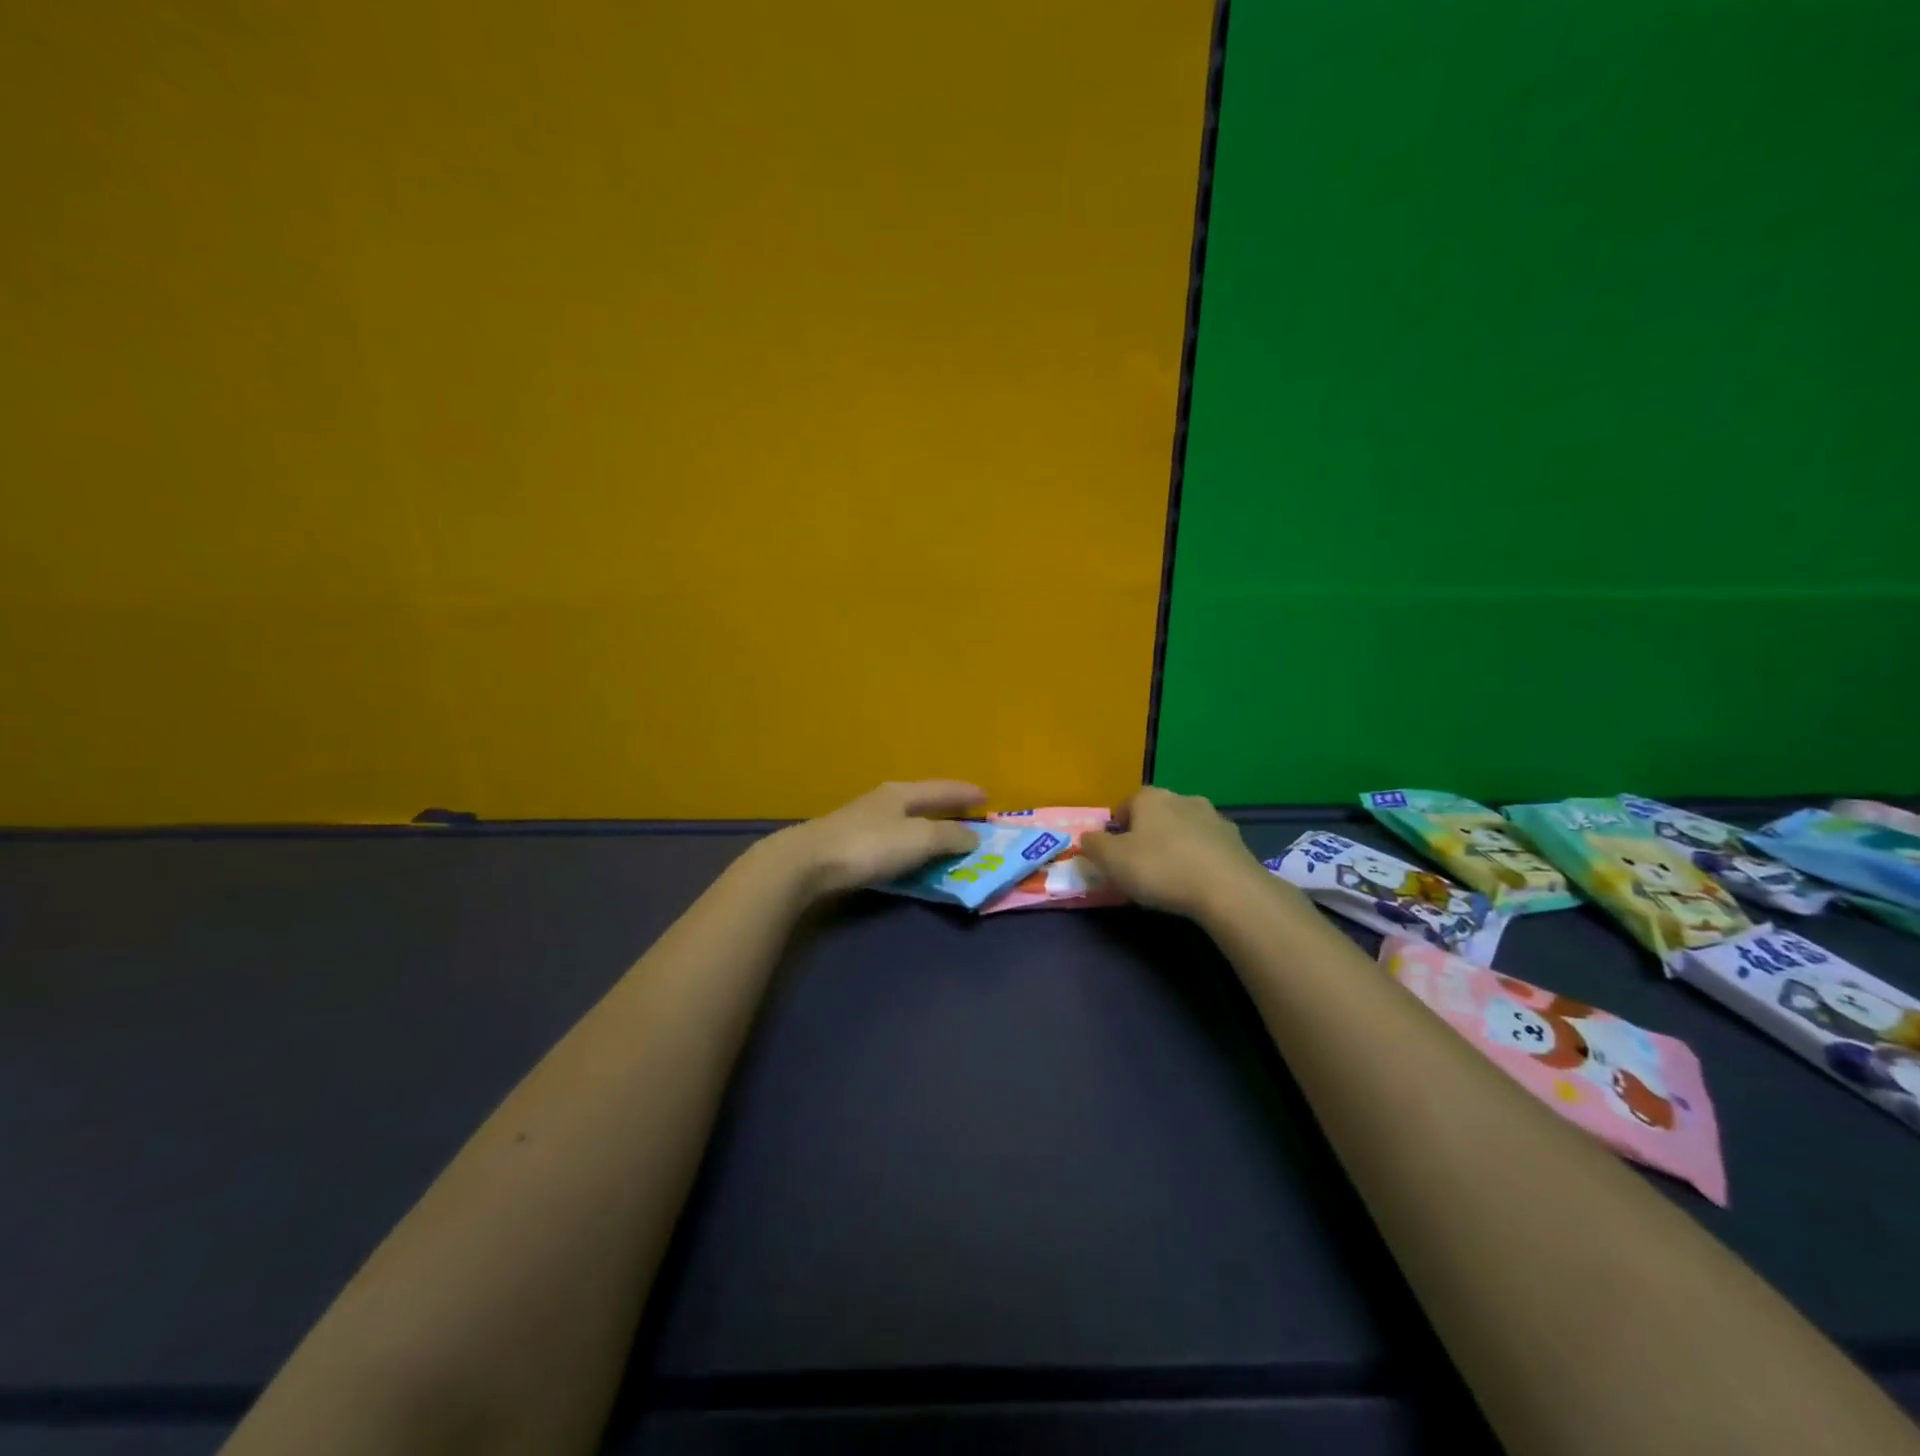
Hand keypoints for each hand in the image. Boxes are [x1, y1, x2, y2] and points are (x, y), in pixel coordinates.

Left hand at [765, 780, 986, 900]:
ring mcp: (863, 821)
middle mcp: (883, 801)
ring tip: (944, 838)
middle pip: (923, 801)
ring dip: (928, 828)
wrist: (807, 863)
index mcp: (902, 793)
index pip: (942, 788)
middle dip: (947, 808)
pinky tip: (910, 855)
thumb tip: (973, 837)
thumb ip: (949, 837)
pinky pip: (893, 840)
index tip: (987, 796)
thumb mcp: (918, 839)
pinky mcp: (849, 844)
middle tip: (969, 817)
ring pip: (906, 820)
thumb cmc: (868, 846)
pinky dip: (910, 846)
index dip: (965, 792)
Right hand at [1080, 786, 1272, 919]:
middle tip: (1141, 866)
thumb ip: (1093, 845)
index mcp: (1150, 798)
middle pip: (1157, 815)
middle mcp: (1183, 798)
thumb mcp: (1111, 860)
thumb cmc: (1160, 869)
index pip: (1126, 805)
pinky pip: (1209, 847)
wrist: (1228, 890)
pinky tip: (1198, 883)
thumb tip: (1088, 838)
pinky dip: (1200, 859)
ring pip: (1185, 829)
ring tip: (1172, 877)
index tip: (1115, 854)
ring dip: (1176, 845)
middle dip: (1148, 835)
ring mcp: (1214, 818)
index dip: (1117, 829)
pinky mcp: (1236, 841)